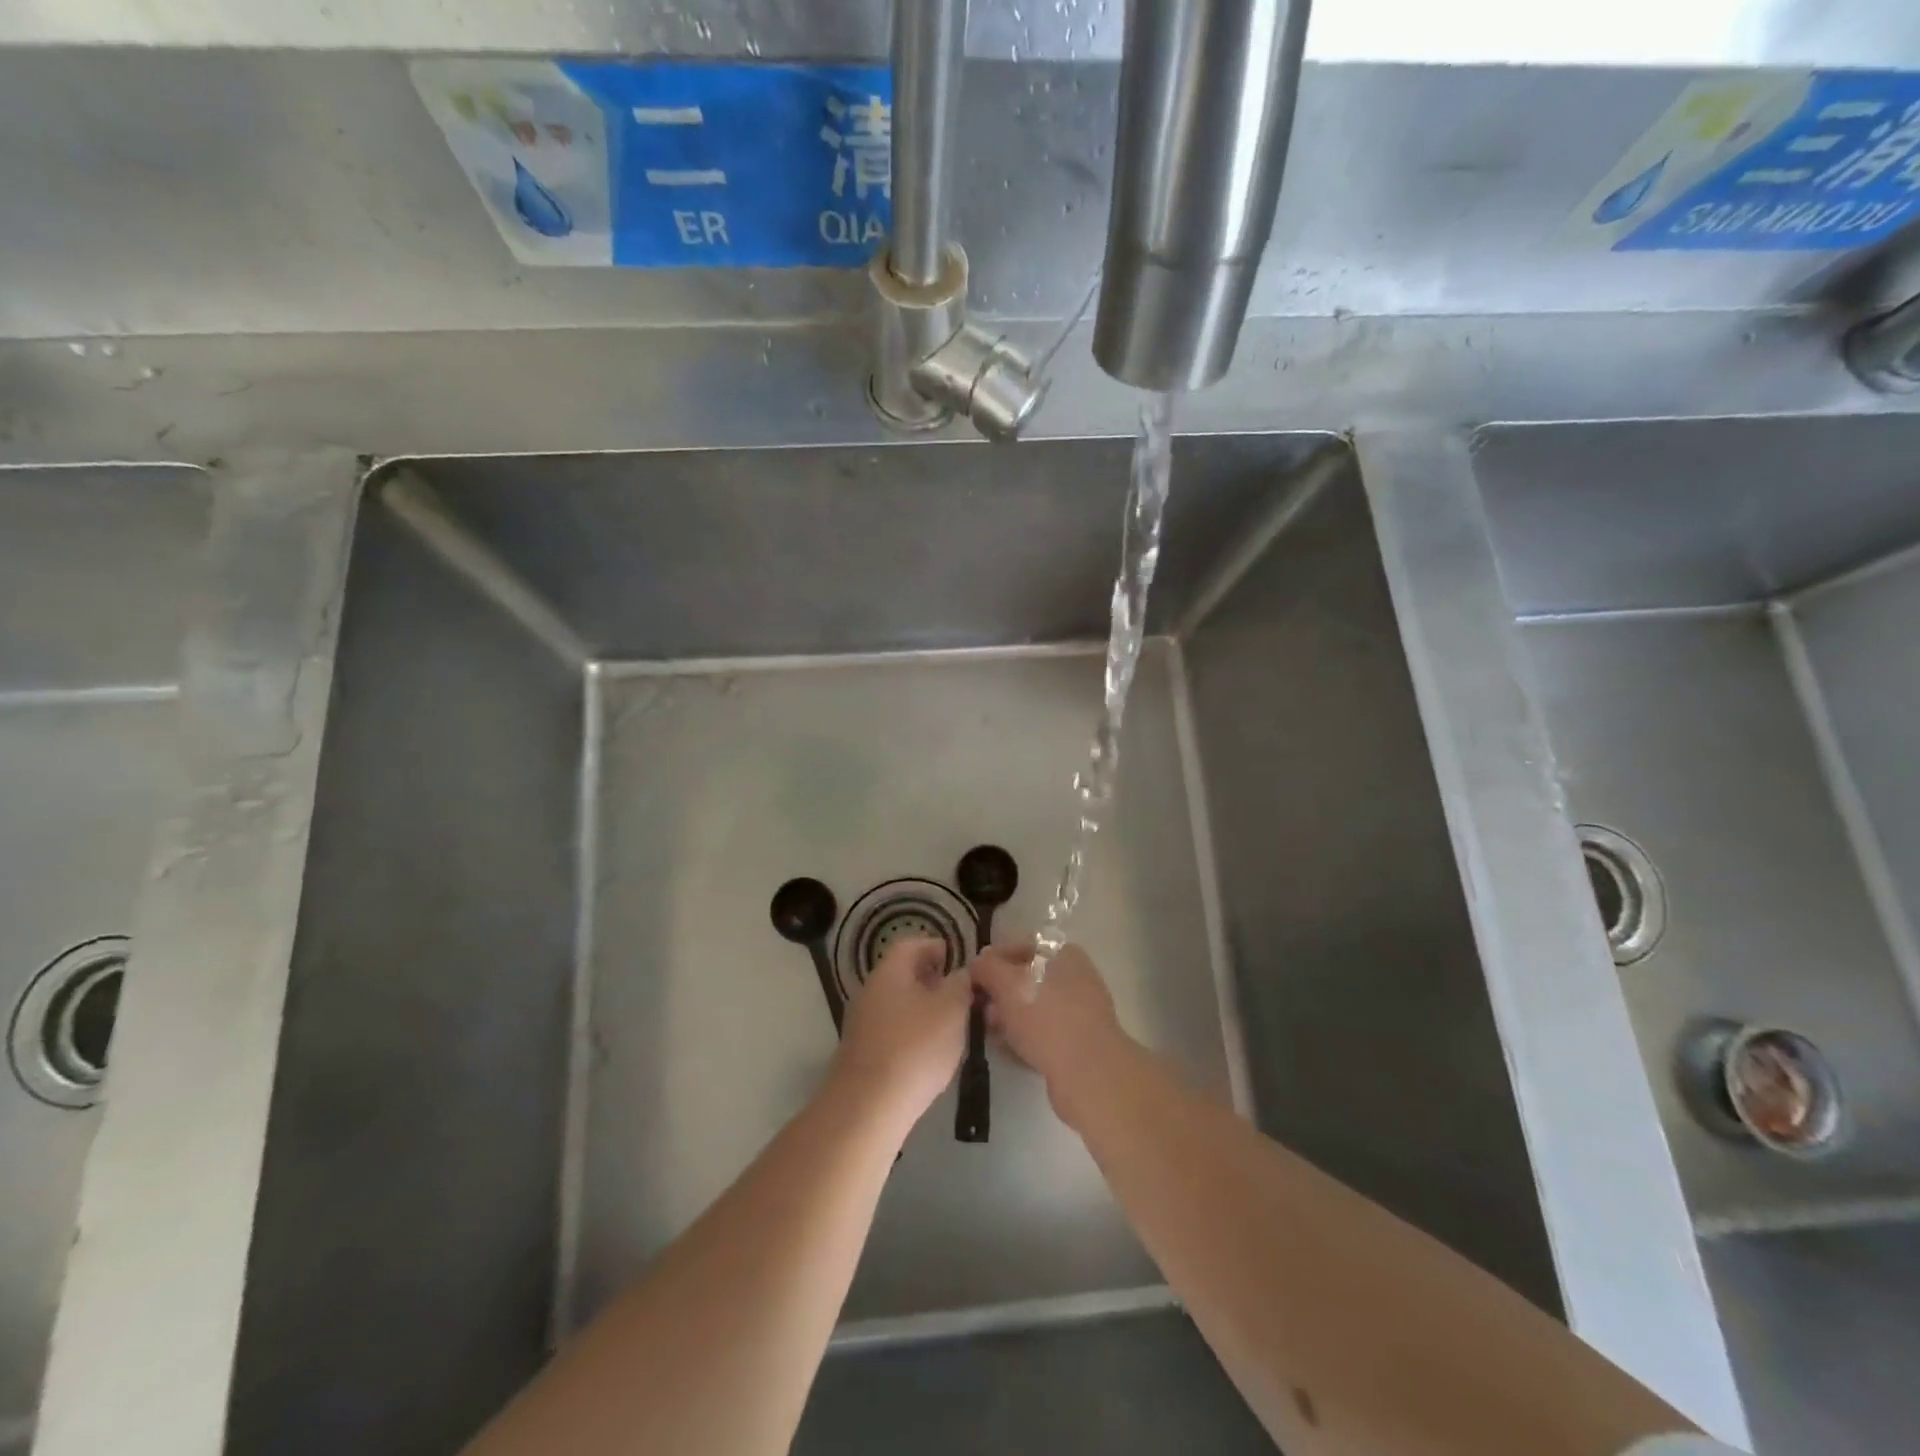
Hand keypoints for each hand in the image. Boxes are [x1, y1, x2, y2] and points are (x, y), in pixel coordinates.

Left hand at [832, 937, 972, 1132]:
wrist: (868, 1108)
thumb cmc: (915, 1048)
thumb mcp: (951, 1010)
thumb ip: (961, 985)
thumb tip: (961, 973)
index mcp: (889, 973)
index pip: (911, 944)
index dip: (935, 947)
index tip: (958, 960)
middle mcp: (870, 992)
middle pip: (903, 975)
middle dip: (933, 981)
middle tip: (960, 995)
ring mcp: (862, 1024)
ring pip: (899, 1004)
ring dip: (924, 1009)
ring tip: (952, 1026)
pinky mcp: (863, 1054)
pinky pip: (892, 1031)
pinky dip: (912, 1033)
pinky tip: (930, 1055)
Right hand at [970, 942, 1130, 1127]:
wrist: (1089, 1072)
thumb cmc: (1046, 1017)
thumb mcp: (1007, 984)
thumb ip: (987, 968)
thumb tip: (977, 964)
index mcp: (1064, 954)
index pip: (1021, 947)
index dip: (993, 960)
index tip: (972, 978)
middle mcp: (1076, 977)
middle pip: (1028, 978)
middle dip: (1000, 993)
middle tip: (979, 1008)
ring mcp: (1081, 1011)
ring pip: (1036, 1007)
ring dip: (1011, 1017)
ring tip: (990, 1032)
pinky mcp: (1080, 1042)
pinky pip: (1045, 1032)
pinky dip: (1026, 1037)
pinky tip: (1008, 1050)